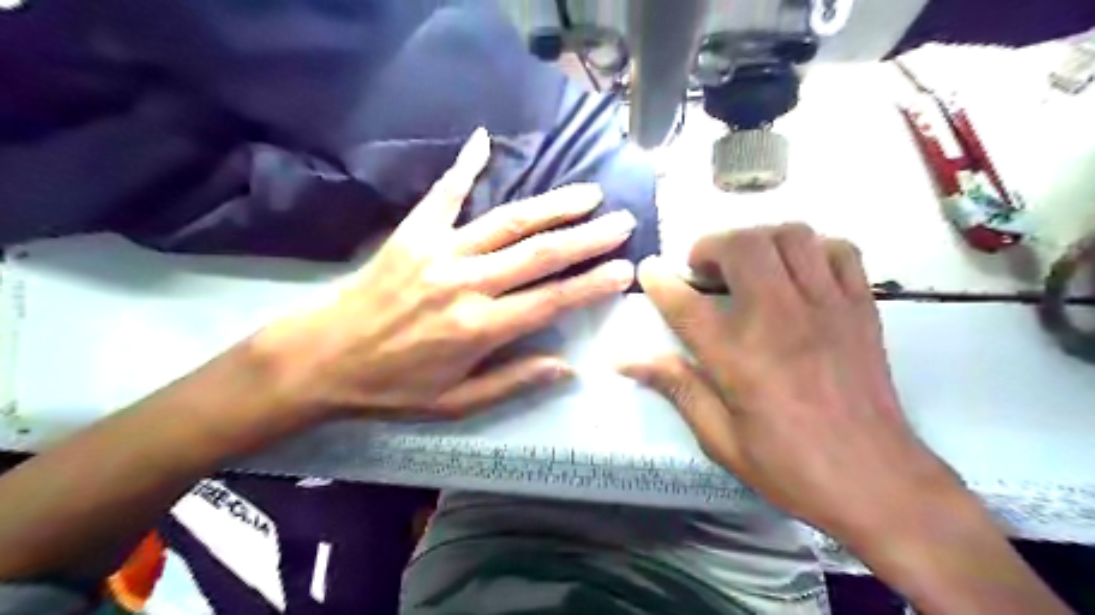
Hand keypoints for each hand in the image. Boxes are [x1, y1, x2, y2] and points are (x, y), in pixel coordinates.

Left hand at [255, 124, 632, 421]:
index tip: (626, 268)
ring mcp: (440, 251)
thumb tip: (566, 366)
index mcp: (480, 328)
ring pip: (509, 221)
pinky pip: (445, 193)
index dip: (593, 284)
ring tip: (588, 194)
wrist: (321, 358)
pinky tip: (485, 139)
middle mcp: (467, 283)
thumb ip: (512, 382)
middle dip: (587, 237)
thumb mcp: (455, 403)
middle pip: (540, 254)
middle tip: (622, 221)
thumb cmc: (392, 387)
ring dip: (553, 205)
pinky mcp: (414, 232)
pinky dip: (465, 165)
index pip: (552, 300)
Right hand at [621, 223, 968, 547]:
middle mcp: (779, 318)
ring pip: (791, 236)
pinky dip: (812, 249)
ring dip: (759, 240)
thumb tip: (627, 360)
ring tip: (747, 265)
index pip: (686, 303)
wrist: (877, 482)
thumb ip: (677, 387)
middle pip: (742, 247)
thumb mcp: (720, 438)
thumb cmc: (790, 466)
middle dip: (711, 246)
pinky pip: (839, 251)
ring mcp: (826, 307)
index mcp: (738, 356)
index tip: (649, 269)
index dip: (659, 280)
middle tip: (703, 270)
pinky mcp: (861, 308)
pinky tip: (799, 272)